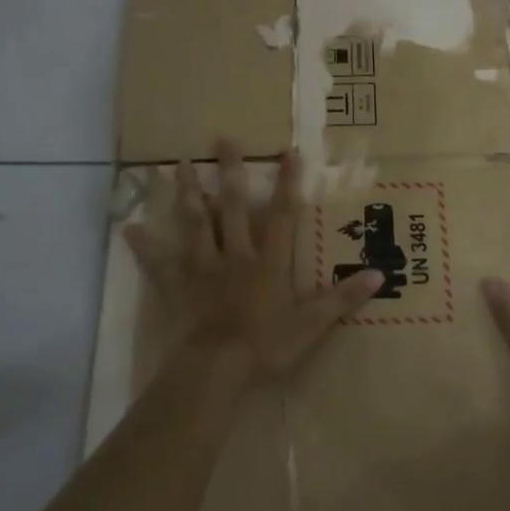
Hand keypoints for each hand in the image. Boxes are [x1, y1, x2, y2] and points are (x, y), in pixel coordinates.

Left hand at [125, 140, 383, 389]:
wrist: (216, 370)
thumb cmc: (266, 346)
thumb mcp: (312, 325)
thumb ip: (342, 298)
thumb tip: (380, 274)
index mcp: (269, 262)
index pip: (282, 215)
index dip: (287, 183)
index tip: (287, 151)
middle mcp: (236, 255)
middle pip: (233, 207)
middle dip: (230, 173)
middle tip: (221, 140)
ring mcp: (202, 268)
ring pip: (195, 223)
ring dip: (189, 193)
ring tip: (180, 164)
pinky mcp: (177, 286)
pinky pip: (158, 263)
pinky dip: (144, 246)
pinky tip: (129, 227)